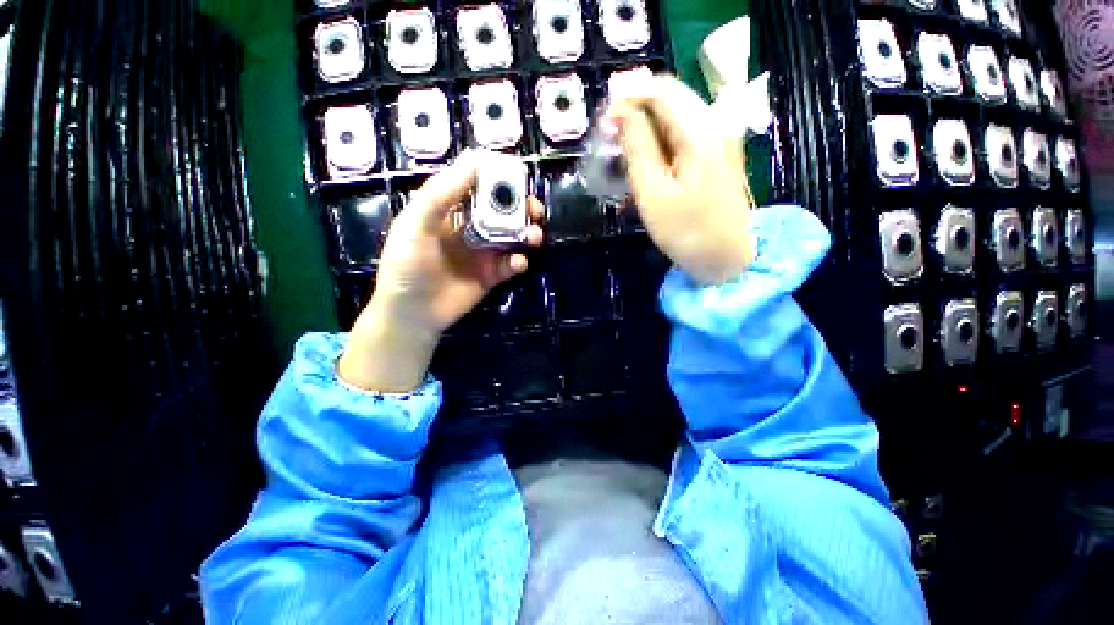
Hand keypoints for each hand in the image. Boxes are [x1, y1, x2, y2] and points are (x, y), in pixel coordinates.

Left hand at [339, 153, 544, 391]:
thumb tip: (473, 165)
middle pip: (501, 210)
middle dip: (520, 206)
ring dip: (527, 233)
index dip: (496, 176)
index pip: (476, 185)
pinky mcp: (492, 275)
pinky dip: (519, 262)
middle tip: (534, 208)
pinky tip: (518, 263)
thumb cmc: (406, 267)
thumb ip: (439, 196)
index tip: (516, 172)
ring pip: (512, 236)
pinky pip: (511, 264)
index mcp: (449, 211)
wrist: (413, 314)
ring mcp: (483, 252)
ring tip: (534, 236)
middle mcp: (470, 228)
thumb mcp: (414, 226)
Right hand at [606, 75, 755, 284]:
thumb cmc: (686, 231)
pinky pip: (682, 134)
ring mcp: (719, 138)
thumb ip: (637, 146)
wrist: (726, 258)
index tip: (602, 122)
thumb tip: (621, 110)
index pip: (661, 90)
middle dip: (635, 111)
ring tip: (622, 155)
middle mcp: (715, 123)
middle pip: (669, 98)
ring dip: (645, 129)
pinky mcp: (716, 154)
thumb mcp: (653, 192)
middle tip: (609, 140)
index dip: (627, 96)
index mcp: (700, 130)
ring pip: (674, 116)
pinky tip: (645, 164)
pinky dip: (659, 143)